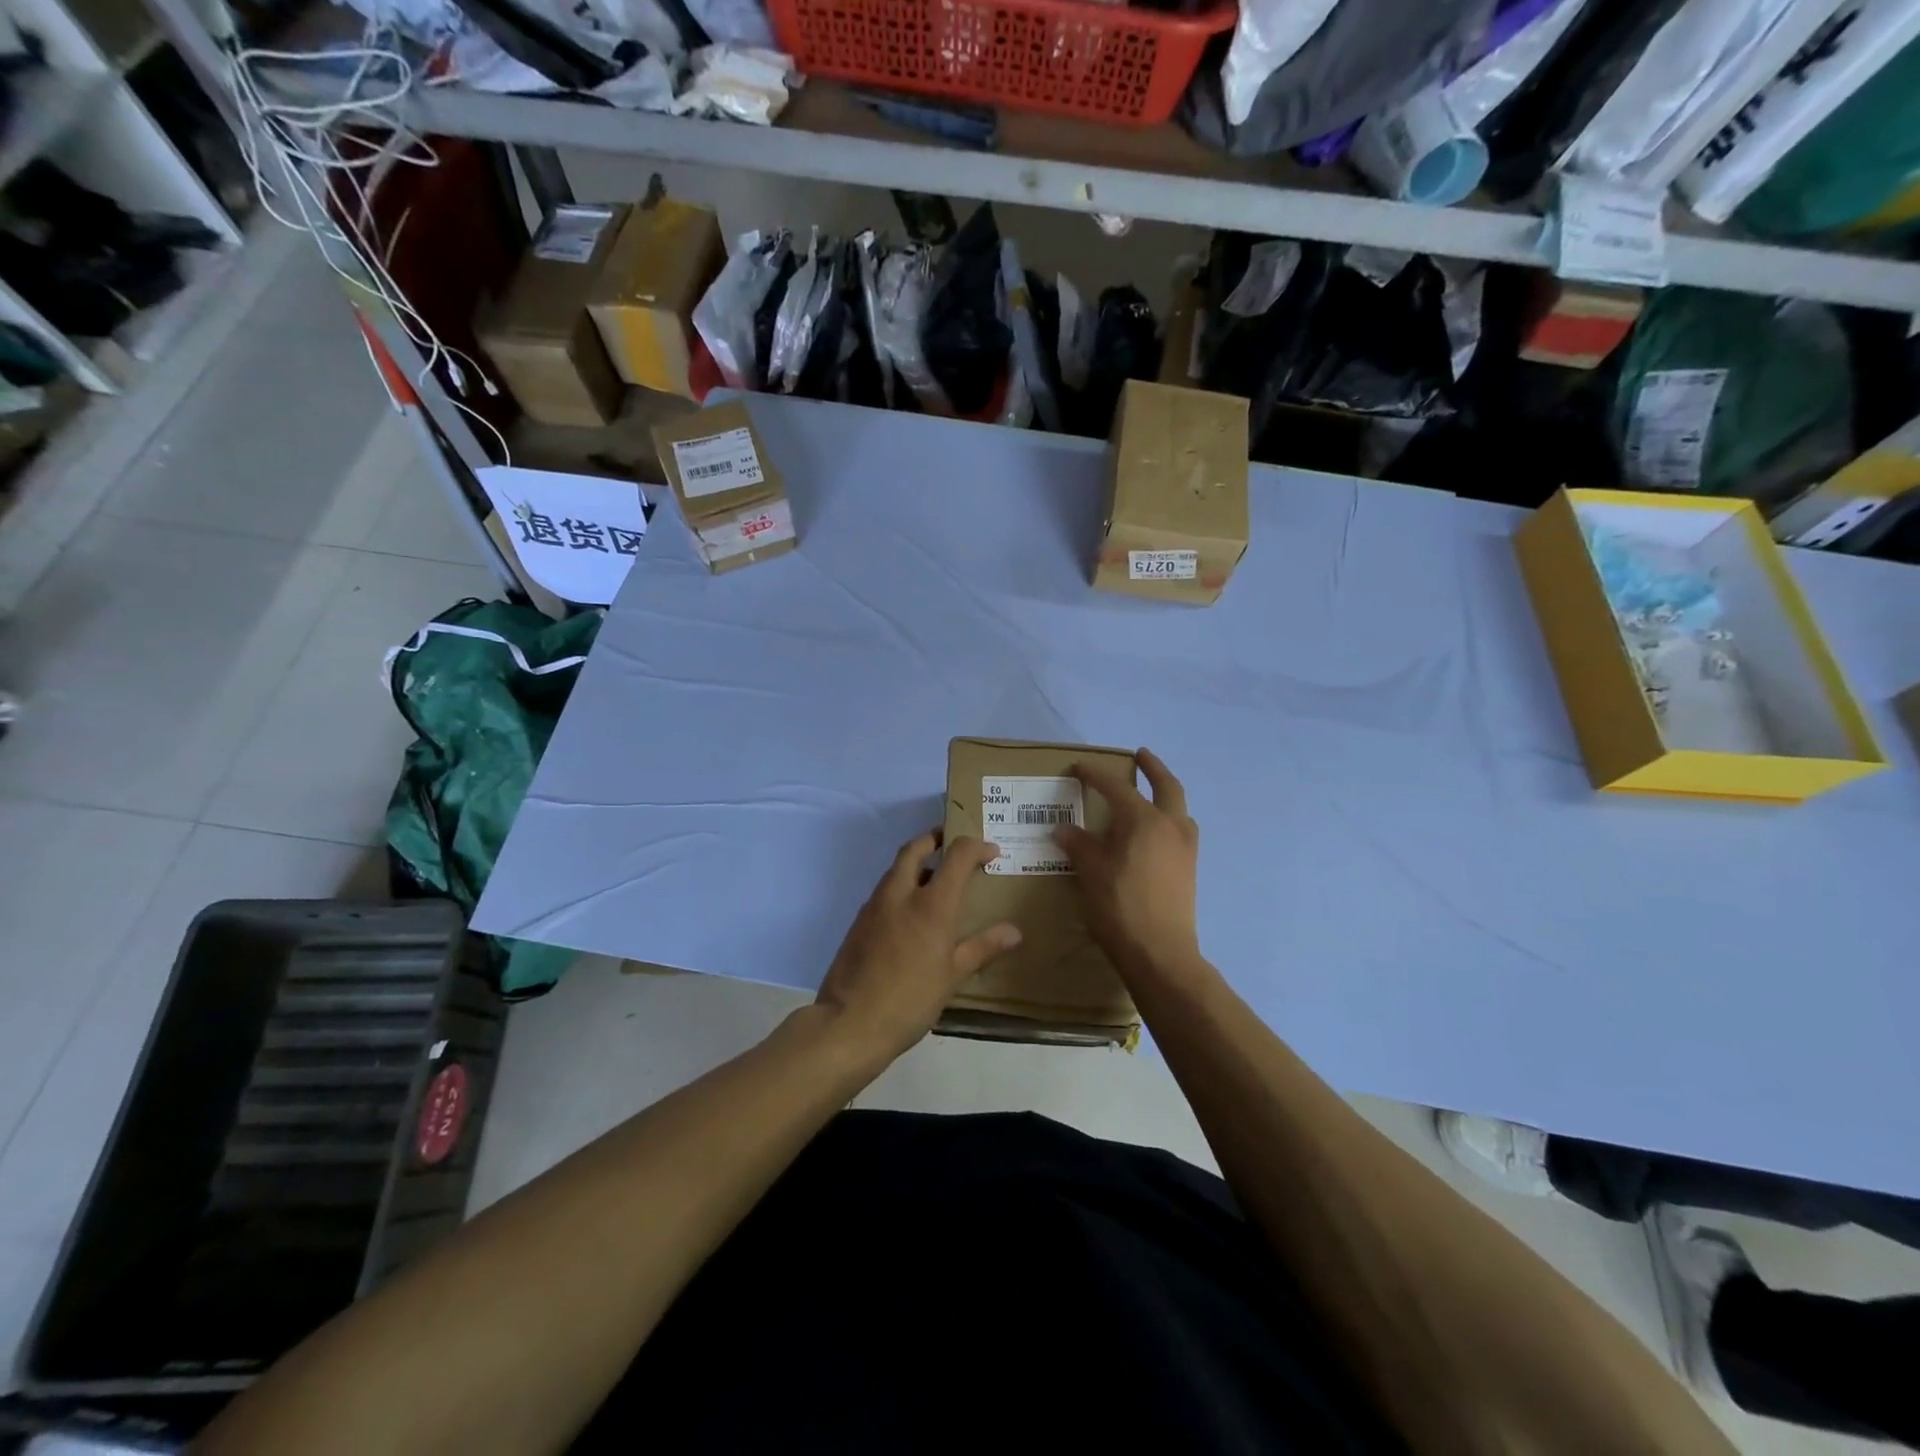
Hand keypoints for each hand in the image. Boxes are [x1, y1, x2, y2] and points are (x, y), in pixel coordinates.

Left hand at [814, 831, 1020, 1066]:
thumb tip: (1014, 931)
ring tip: (936, 880)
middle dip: (935, 838)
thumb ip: (983, 947)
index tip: (991, 853)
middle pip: (916, 847)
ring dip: (917, 862)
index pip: (957, 854)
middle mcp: (900, 894)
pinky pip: (884, 891)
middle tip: (952, 842)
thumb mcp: (953, 976)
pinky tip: (912, 913)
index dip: (976, 846)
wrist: (849, 1023)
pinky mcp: (859, 922)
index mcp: (931, 903)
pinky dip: (902, 886)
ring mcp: (875, 906)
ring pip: (896, 868)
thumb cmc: (910, 1000)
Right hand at [1055, 748, 1202, 978]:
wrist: (1160, 953)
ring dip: (1166, 795)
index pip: (1116, 787)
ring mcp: (1185, 848)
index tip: (1078, 767)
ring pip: (1179, 809)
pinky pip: (1180, 831)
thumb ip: (1078, 845)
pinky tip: (1153, 834)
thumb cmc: (1120, 907)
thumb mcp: (1090, 872)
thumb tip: (1064, 829)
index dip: (1095, 775)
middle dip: (1153, 768)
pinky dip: (1168, 820)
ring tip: (1149, 795)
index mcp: (1144, 820)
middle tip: (1140, 755)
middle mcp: (1171, 826)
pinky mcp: (1189, 869)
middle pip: (1167, 786)